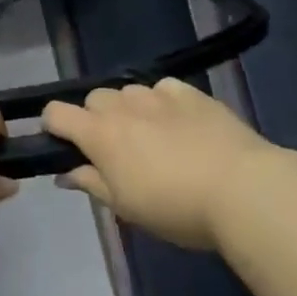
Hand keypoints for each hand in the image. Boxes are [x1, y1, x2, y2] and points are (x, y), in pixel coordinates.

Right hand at [43, 79, 275, 251]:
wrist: (242, 189)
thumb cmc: (175, 208)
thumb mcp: (125, 207)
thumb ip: (91, 184)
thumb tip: (65, 174)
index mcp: (100, 134)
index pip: (56, 113)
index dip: (53, 126)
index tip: (64, 146)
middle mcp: (124, 106)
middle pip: (93, 98)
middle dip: (95, 118)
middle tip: (114, 150)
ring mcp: (160, 95)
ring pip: (129, 91)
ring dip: (129, 109)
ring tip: (150, 136)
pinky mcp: (193, 93)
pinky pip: (163, 88)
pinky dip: (162, 101)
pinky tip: (178, 123)